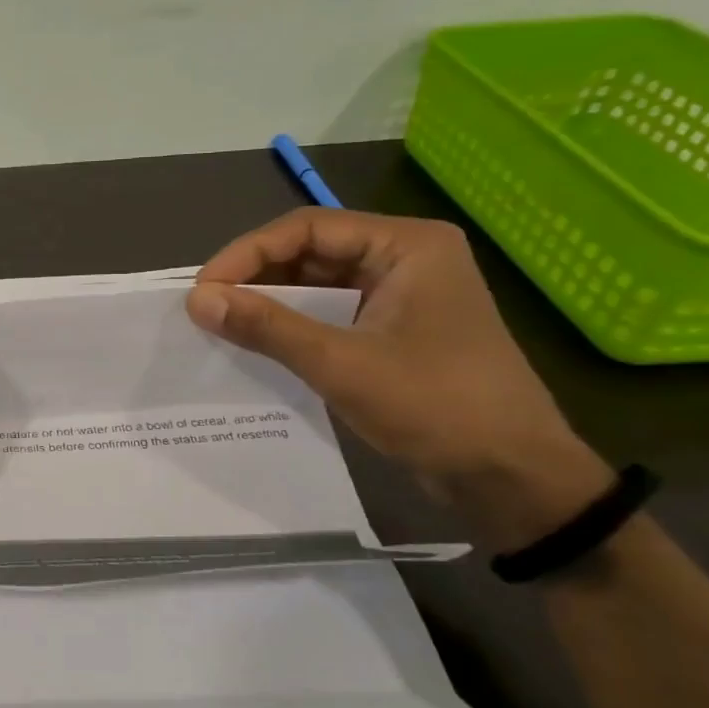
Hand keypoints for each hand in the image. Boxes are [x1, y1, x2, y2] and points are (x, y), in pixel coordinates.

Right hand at [186, 209, 613, 547]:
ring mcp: (400, 296)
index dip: (247, 253)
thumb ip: (266, 326)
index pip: (307, 228)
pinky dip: (292, 326)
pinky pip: (329, 314)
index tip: (202, 290)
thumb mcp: (341, 364)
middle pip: (310, 251)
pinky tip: (257, 344)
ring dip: (269, 302)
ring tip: (221, 324)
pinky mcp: (393, 331)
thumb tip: (196, 300)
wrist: (512, 479)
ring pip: (316, 284)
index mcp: (407, 246)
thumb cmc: (437, 407)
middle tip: (206, 308)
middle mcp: (404, 259)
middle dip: (255, 276)